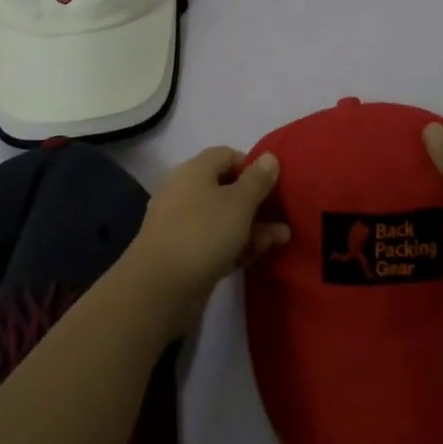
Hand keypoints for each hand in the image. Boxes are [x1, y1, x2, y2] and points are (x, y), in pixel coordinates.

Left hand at [125, 147, 289, 330]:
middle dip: (257, 201)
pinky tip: (258, 255)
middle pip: (226, 188)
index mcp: (195, 170)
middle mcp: (186, 191)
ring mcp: (182, 224)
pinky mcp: (182, 254)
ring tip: (282, 238)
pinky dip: (236, 245)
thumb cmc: (203, 233)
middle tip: (283, 214)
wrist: (159, 288)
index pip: (227, 155)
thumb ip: (258, 179)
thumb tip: (270, 156)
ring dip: (252, 226)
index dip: (252, 166)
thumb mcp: (239, 202)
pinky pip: (214, 242)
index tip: (274, 183)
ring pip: (223, 218)